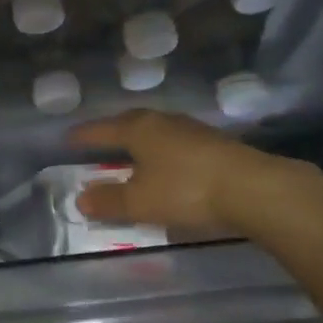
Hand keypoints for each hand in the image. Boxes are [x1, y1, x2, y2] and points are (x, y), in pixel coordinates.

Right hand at [69, 110, 322, 322]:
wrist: (254, 188)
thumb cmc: (186, 190)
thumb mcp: (140, 201)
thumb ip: (109, 201)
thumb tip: (81, 198)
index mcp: (138, 128)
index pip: (102, 129)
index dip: (83, 136)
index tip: (68, 140)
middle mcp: (163, 121)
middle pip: (129, 124)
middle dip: (112, 135)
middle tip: (97, 145)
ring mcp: (191, 129)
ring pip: (155, 132)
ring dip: (139, 144)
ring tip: (130, 157)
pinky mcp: (214, 143)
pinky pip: (175, 143)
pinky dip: (162, 153)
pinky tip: (166, 167)